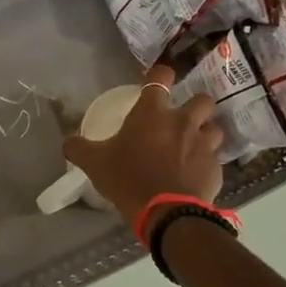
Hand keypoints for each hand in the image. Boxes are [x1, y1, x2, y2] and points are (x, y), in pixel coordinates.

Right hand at [63, 64, 223, 221]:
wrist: (165, 212)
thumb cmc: (128, 178)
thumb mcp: (95, 163)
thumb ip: (79, 148)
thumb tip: (69, 142)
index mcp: (152, 113)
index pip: (162, 77)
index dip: (162, 74)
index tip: (160, 78)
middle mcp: (182, 121)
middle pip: (201, 99)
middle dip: (195, 105)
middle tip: (183, 119)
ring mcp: (203, 144)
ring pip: (214, 128)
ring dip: (206, 133)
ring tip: (194, 146)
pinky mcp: (216, 167)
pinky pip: (215, 158)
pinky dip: (207, 163)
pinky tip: (196, 174)